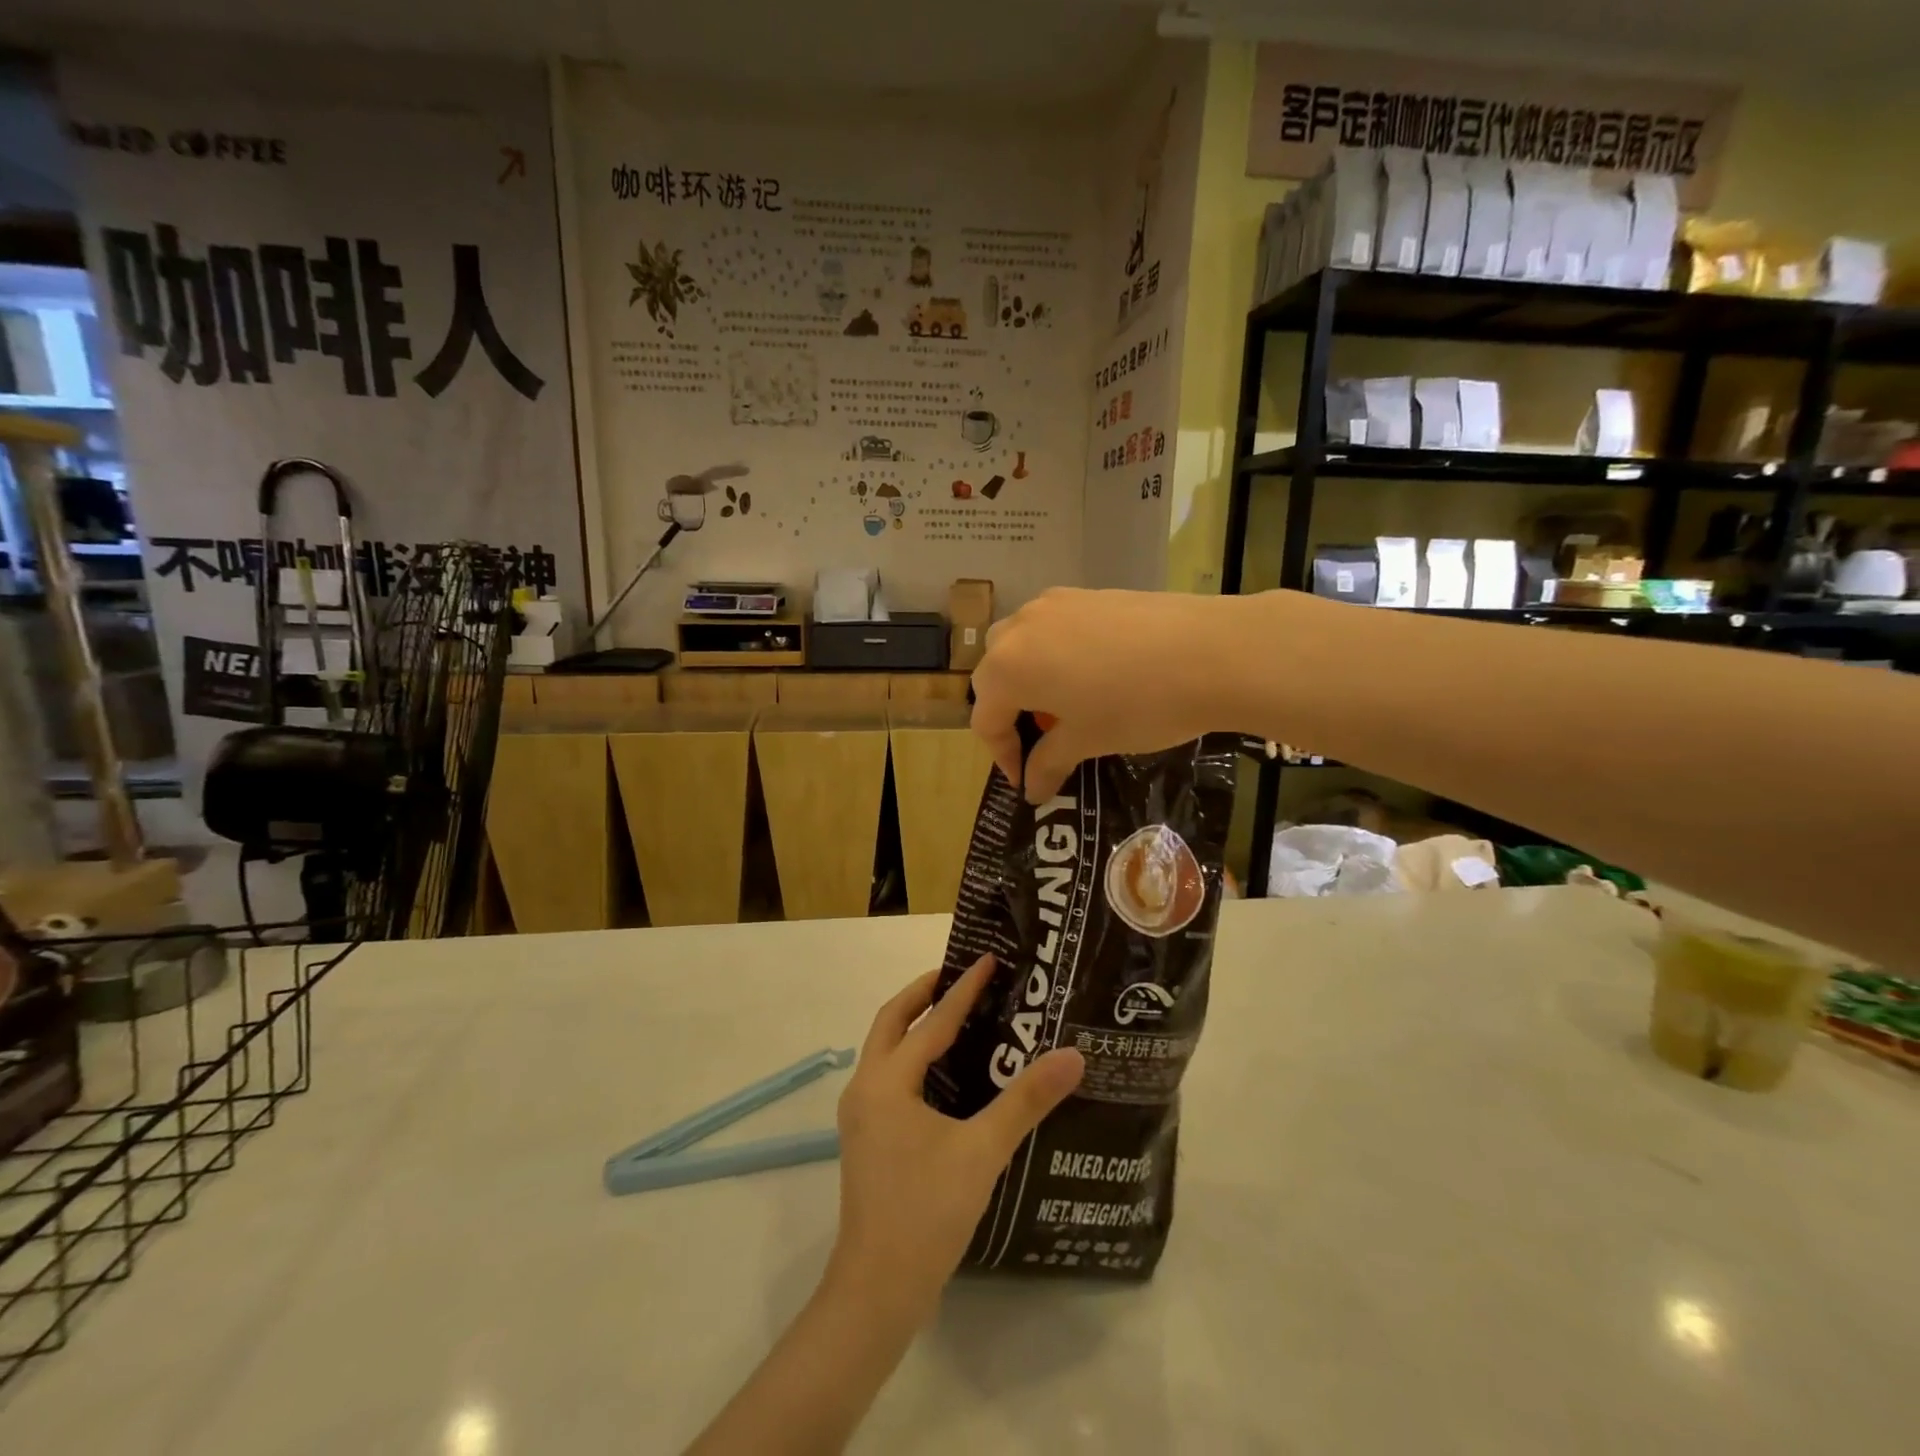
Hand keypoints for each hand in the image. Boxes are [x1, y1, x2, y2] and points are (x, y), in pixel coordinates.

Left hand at [829, 954, 1083, 1325]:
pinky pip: (889, 1076)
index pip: (931, 1022)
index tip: (987, 960)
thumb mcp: (983, 1151)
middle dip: (923, 993)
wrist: (878, 1291)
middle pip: (891, 1021)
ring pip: (885, 1049)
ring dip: (914, 1024)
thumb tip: (1072, 1056)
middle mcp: (866, 1088)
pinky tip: (943, 1073)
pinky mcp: (868, 1138)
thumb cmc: (927, 1212)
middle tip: (959, 975)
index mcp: (887, 1082)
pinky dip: (911, 1056)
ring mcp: (862, 1115)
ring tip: (954, 1013)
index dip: (963, 990)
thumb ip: (1027, 1100)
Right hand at [970, 587, 1239, 802]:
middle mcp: (1019, 628)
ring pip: (1021, 645)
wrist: (1212, 651)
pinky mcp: (1087, 594)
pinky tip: (1093, 675)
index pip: (985, 719)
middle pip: (995, 675)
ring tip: (1063, 705)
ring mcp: (1054, 604)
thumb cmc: (1138, 705)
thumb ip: (1049, 762)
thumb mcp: (1088, 740)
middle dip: (1009, 712)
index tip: (1027, 780)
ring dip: (1029, 678)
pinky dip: (1057, 655)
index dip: (1002, 755)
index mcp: (1008, 667)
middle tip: (1040, 741)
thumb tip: (1032, 789)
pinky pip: (1053, 628)